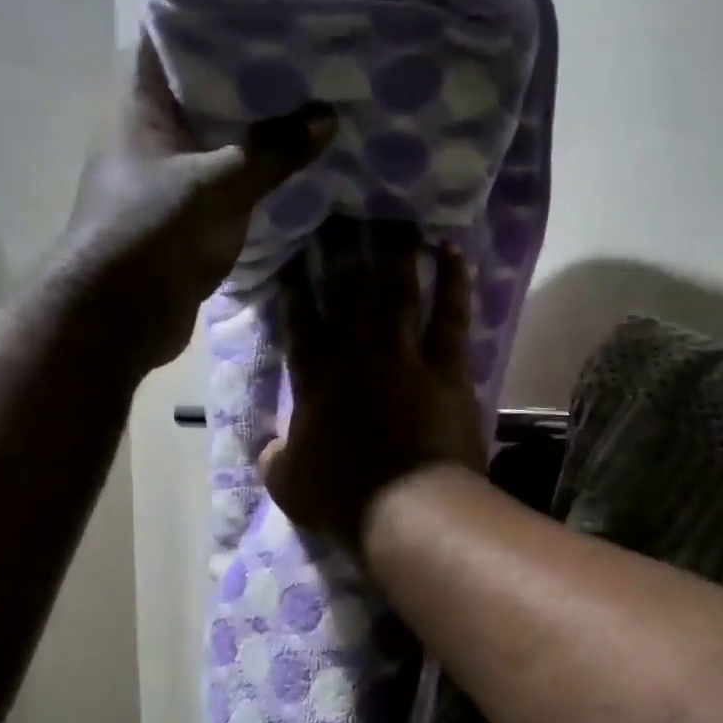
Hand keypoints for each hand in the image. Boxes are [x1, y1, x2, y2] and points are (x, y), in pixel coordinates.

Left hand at [65, 40, 334, 371]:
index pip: (177, 32)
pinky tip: (303, 165)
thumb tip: (328, 116)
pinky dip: (262, 173)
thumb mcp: (217, 185)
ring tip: (321, 105)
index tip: (275, 8)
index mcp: (141, 98)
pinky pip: (232, 179)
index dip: (221, 15)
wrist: (118, 315)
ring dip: (264, 129)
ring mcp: (172, 171)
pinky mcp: (190, 212)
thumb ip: (272, 151)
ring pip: (224, 136)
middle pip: (209, 86)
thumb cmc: (151, 233)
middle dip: (259, 77)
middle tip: (317, 59)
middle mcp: (154, 127)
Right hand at [259, 217, 484, 553]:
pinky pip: (449, 317)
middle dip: (344, 251)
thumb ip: (276, 460)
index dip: (297, 288)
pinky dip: (453, 283)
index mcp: (315, 381)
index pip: (301, 323)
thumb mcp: (289, 485)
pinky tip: (451, 252)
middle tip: (343, 213)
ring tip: (397, 219)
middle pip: (348, 293)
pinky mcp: (446, 368)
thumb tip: (269, 448)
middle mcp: (357, 356)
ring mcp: (404, 357)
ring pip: (398, 293)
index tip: (296, 256)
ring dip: (397, 254)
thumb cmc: (345, 501)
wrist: (407, 510)